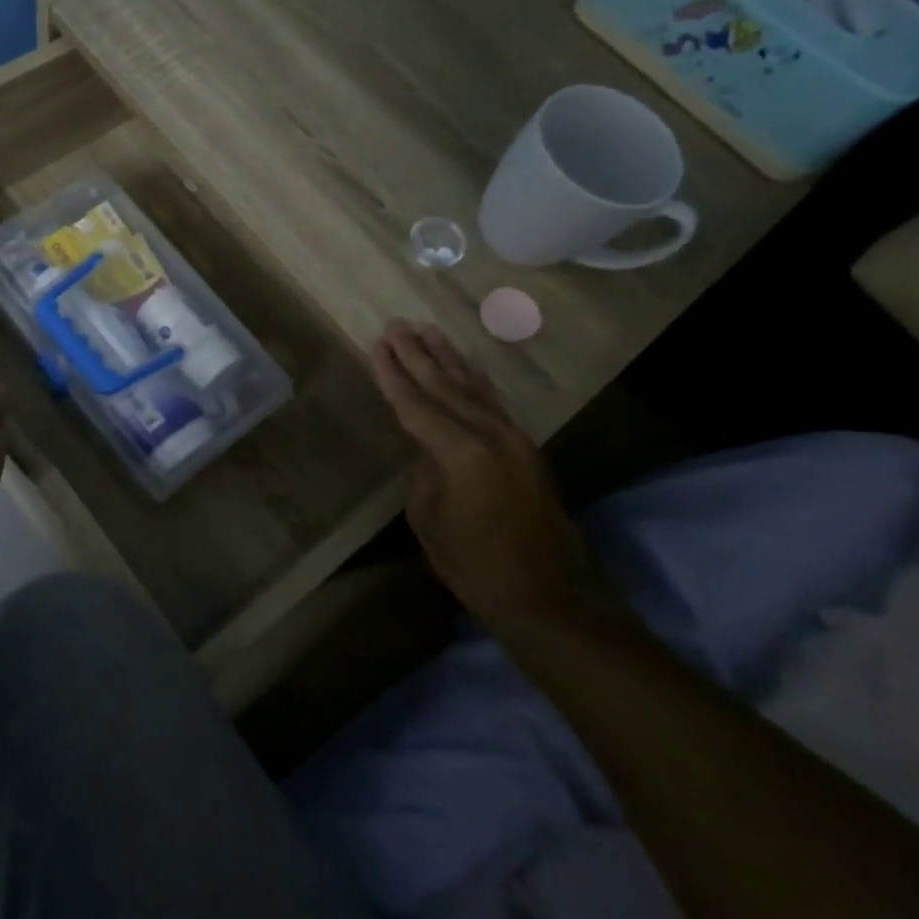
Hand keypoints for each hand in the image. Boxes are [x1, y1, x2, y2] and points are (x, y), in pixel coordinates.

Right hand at [371, 319, 599, 627]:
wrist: (541, 593)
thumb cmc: (471, 562)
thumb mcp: (427, 517)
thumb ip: (424, 469)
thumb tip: (427, 444)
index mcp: (460, 453)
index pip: (416, 404)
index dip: (392, 374)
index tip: (377, 344)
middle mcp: (490, 435)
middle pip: (444, 386)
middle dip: (416, 355)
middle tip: (396, 325)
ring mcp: (513, 438)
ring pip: (472, 387)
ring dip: (447, 358)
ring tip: (426, 330)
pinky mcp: (525, 447)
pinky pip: (493, 402)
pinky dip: (475, 379)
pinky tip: (465, 365)